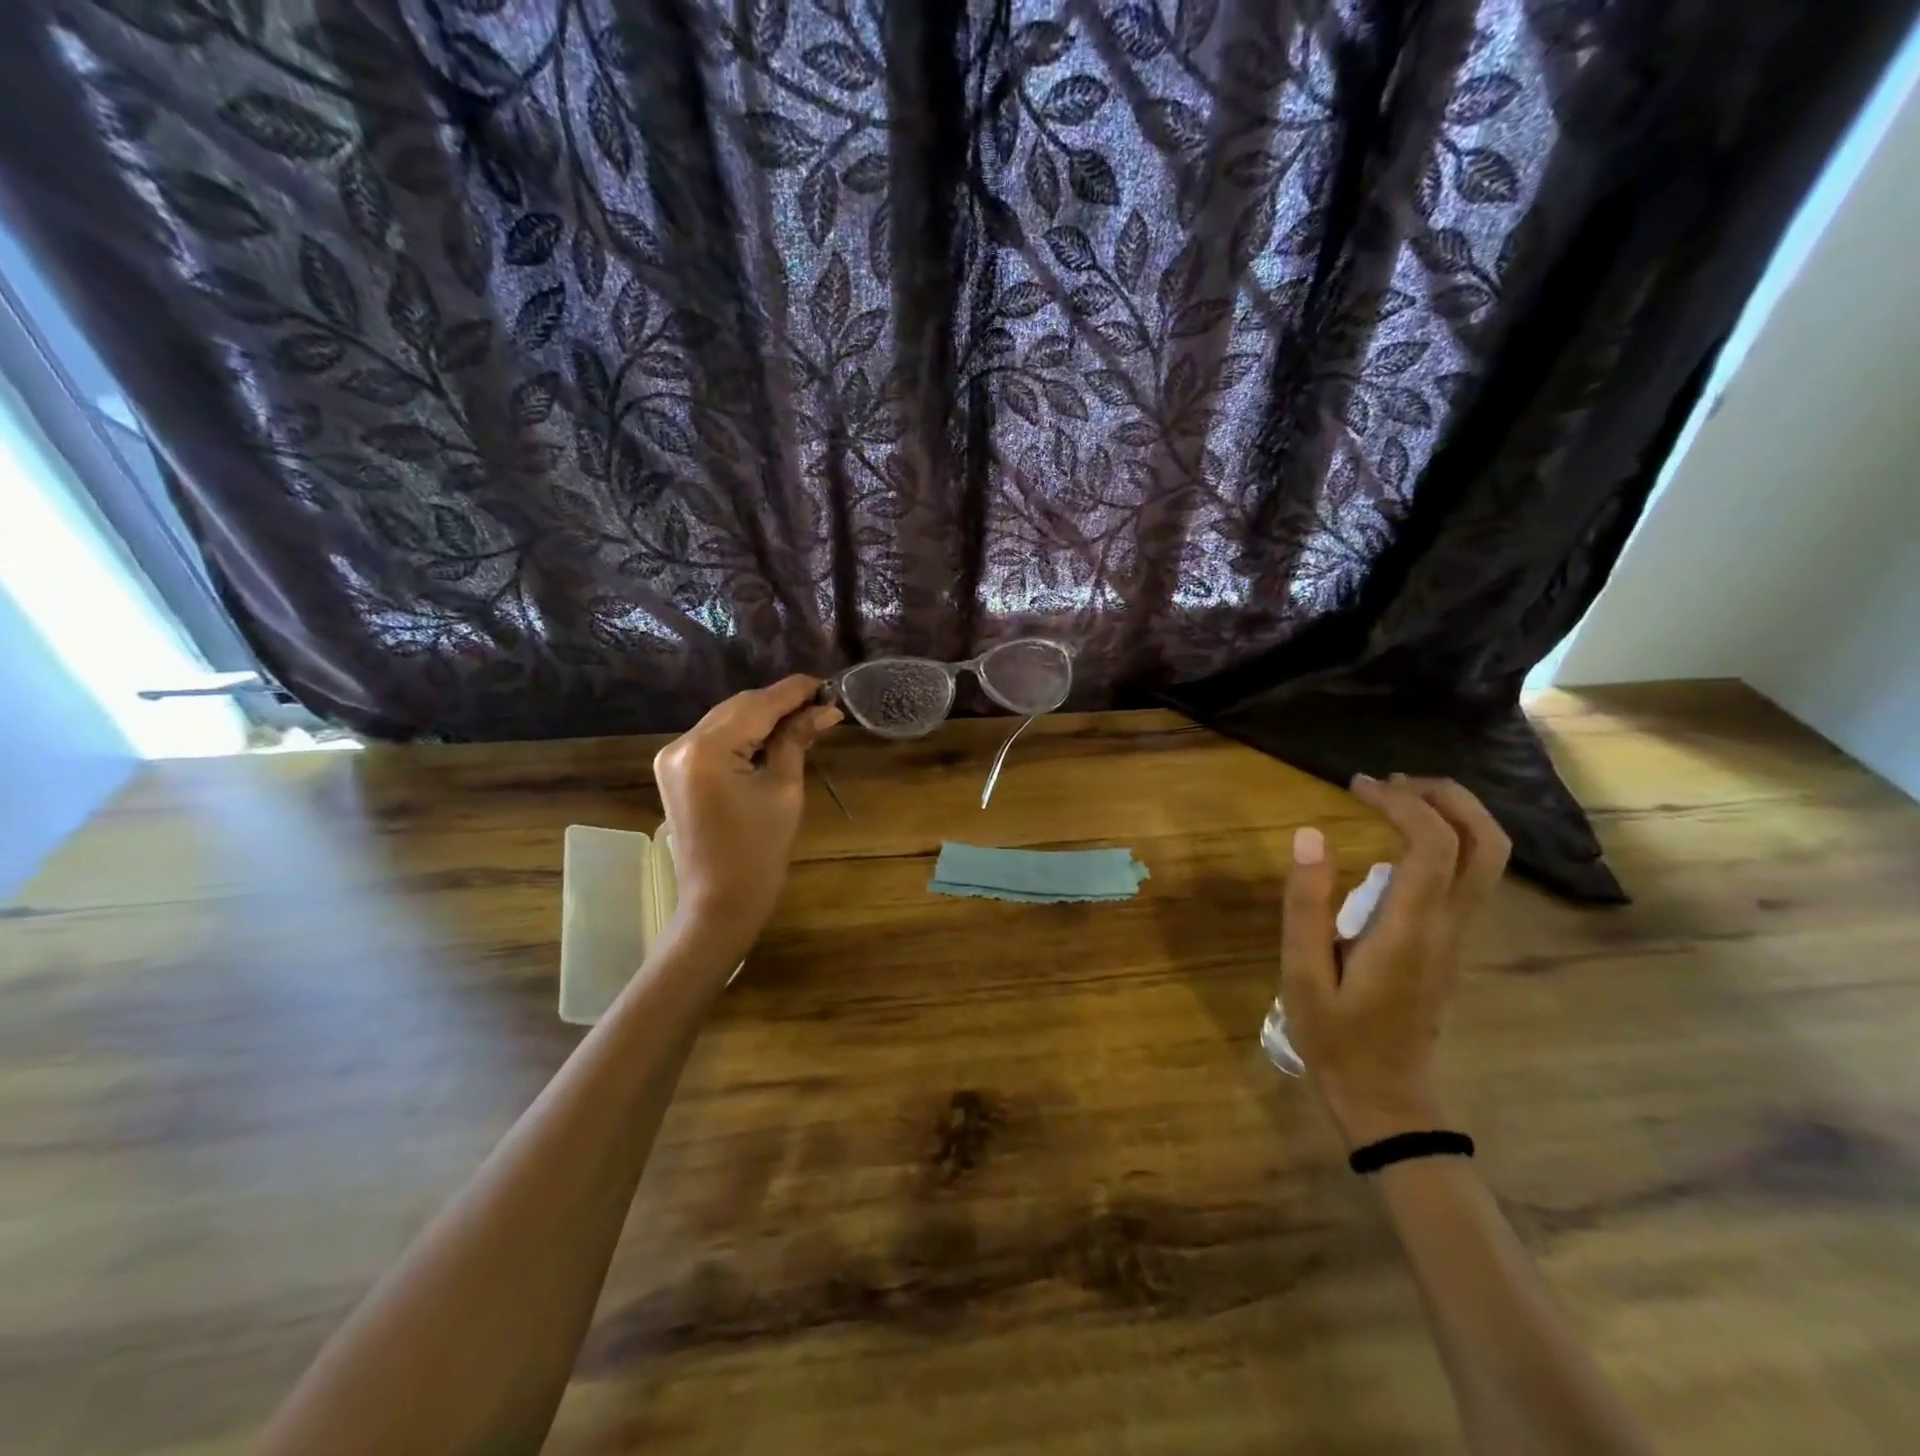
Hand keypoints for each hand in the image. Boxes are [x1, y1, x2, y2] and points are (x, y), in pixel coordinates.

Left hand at [651, 676, 840, 946]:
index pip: (757, 704)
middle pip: (739, 707)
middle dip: (780, 703)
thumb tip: (825, 709)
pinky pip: (715, 738)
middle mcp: (681, 744)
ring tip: (804, 719)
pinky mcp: (675, 770)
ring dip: (764, 717)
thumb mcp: (784, 790)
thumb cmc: (759, 851)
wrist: (719, 902)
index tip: (828, 684)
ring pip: (727, 719)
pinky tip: (774, 737)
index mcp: (707, 749)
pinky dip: (745, 734)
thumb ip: (797, 740)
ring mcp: (672, 757)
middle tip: (822, 705)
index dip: (795, 691)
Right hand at [1282, 774, 1509, 1149]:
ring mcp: (1456, 936)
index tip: (1358, 786)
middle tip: (1394, 782)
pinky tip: (1398, 841)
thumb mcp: (1302, 974)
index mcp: (1409, 929)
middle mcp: (1447, 925)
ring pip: (1487, 859)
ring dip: (1453, 815)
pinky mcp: (1450, 944)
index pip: (1433, 845)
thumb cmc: (1336, 1038)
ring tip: (1397, 799)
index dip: (1402, 803)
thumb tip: (1308, 835)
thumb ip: (1306, 905)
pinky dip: (1447, 840)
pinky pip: (1469, 877)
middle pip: (1486, 843)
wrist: (1386, 1098)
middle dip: (1449, 797)